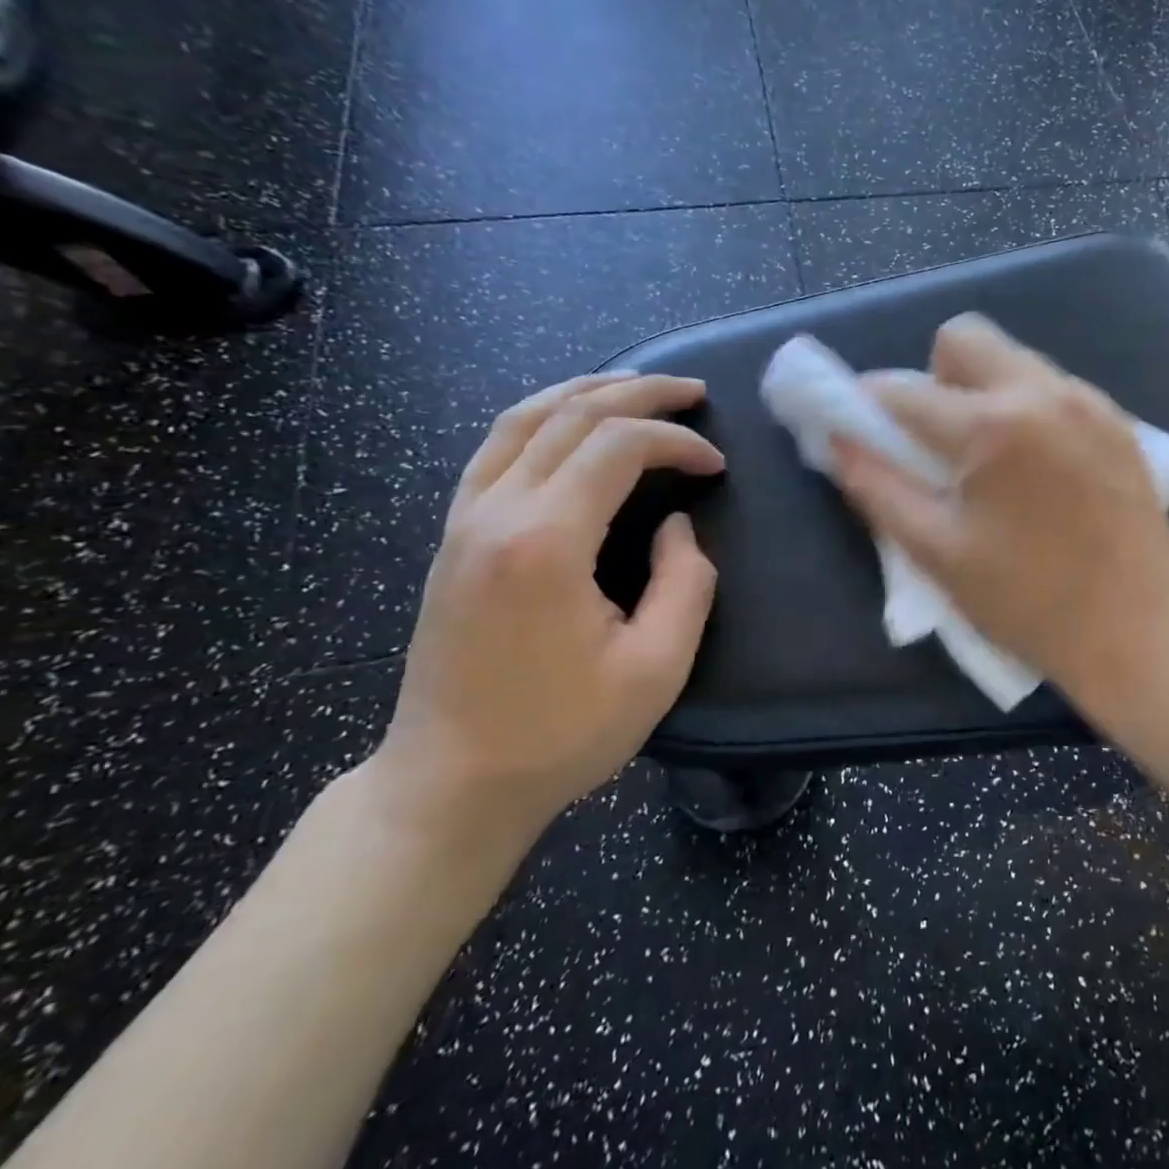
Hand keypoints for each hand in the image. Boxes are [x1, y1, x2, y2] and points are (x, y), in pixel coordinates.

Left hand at [367, 373, 724, 845]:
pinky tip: (570, 420)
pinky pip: (496, 447)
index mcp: (546, 541)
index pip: (618, 447)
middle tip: (694, 393)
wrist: (451, 783)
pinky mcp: (453, 535)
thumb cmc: (561, 733)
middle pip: (571, 415)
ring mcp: (465, 519)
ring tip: (637, 385)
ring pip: (524, 418)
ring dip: (587, 390)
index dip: (677, 442)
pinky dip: (542, 416)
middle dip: (641, 395)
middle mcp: (496, 511)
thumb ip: (686, 583)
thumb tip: (677, 526)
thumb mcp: (656, 669)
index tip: (717, 465)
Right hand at [832, 315, 1168, 705]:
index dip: (866, 405)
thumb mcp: (939, 553)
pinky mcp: (1117, 420)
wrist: (1141, 629)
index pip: (904, 390)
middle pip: (964, 337)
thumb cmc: (1029, 602)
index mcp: (992, 426)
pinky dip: (1026, 407)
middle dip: (934, 376)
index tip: (860, 428)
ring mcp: (1087, 400)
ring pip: (1012, 358)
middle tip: (936, 439)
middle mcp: (1042, 392)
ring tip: (990, 458)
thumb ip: (879, 490)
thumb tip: (838, 442)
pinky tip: (1036, 467)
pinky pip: (1053, 387)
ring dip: (982, 390)